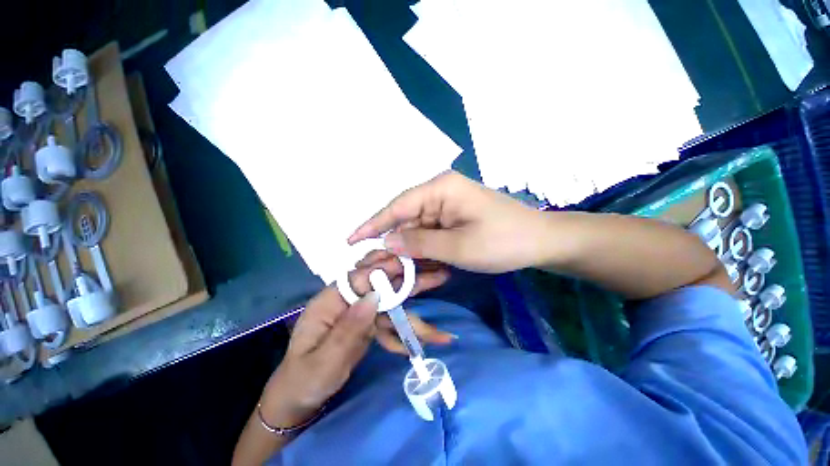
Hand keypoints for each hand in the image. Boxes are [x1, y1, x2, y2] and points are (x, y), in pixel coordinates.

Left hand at [260, 260, 451, 426]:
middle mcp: (348, 300)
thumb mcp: (323, 362)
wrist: (299, 399)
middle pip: (381, 284)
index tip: (408, 264)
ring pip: (391, 304)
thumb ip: (347, 329)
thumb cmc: (304, 381)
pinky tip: (428, 341)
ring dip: (414, 311)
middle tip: (437, 274)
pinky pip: (390, 323)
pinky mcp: (368, 325)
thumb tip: (374, 296)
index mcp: (330, 301)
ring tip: (440, 318)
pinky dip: (407, 332)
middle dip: (408, 280)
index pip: (360, 277)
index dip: (385, 270)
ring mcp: (360, 313)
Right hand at [349, 171, 549, 272]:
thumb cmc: (504, 241)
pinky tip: (420, 266)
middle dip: (392, 244)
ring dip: (409, 251)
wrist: (540, 242)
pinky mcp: (453, 218)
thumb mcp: (458, 246)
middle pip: (406, 219)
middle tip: (374, 266)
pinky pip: (431, 234)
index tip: (351, 240)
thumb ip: (419, 243)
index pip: (398, 206)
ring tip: (395, 272)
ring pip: (417, 230)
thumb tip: (387, 241)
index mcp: (441, 189)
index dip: (373, 224)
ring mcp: (447, 206)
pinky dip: (424, 251)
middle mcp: (440, 193)